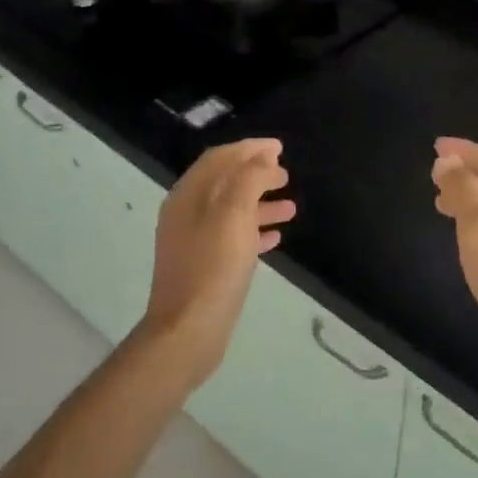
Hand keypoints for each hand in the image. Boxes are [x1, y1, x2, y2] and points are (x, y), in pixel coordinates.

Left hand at [137, 138, 294, 384]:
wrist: (188, 330)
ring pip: (231, 211)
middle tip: (287, 174)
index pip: (220, 158)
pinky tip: (276, 236)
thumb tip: (262, 158)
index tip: (280, 147)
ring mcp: (193, 241)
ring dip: (260, 203)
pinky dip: (254, 230)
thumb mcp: (234, 215)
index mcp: (188, 195)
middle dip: (256, 174)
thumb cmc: (214, 267)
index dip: (249, 149)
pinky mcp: (204, 266)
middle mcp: (186, 213)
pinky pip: (232, 237)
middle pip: (225, 182)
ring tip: (291, 206)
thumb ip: (249, 179)